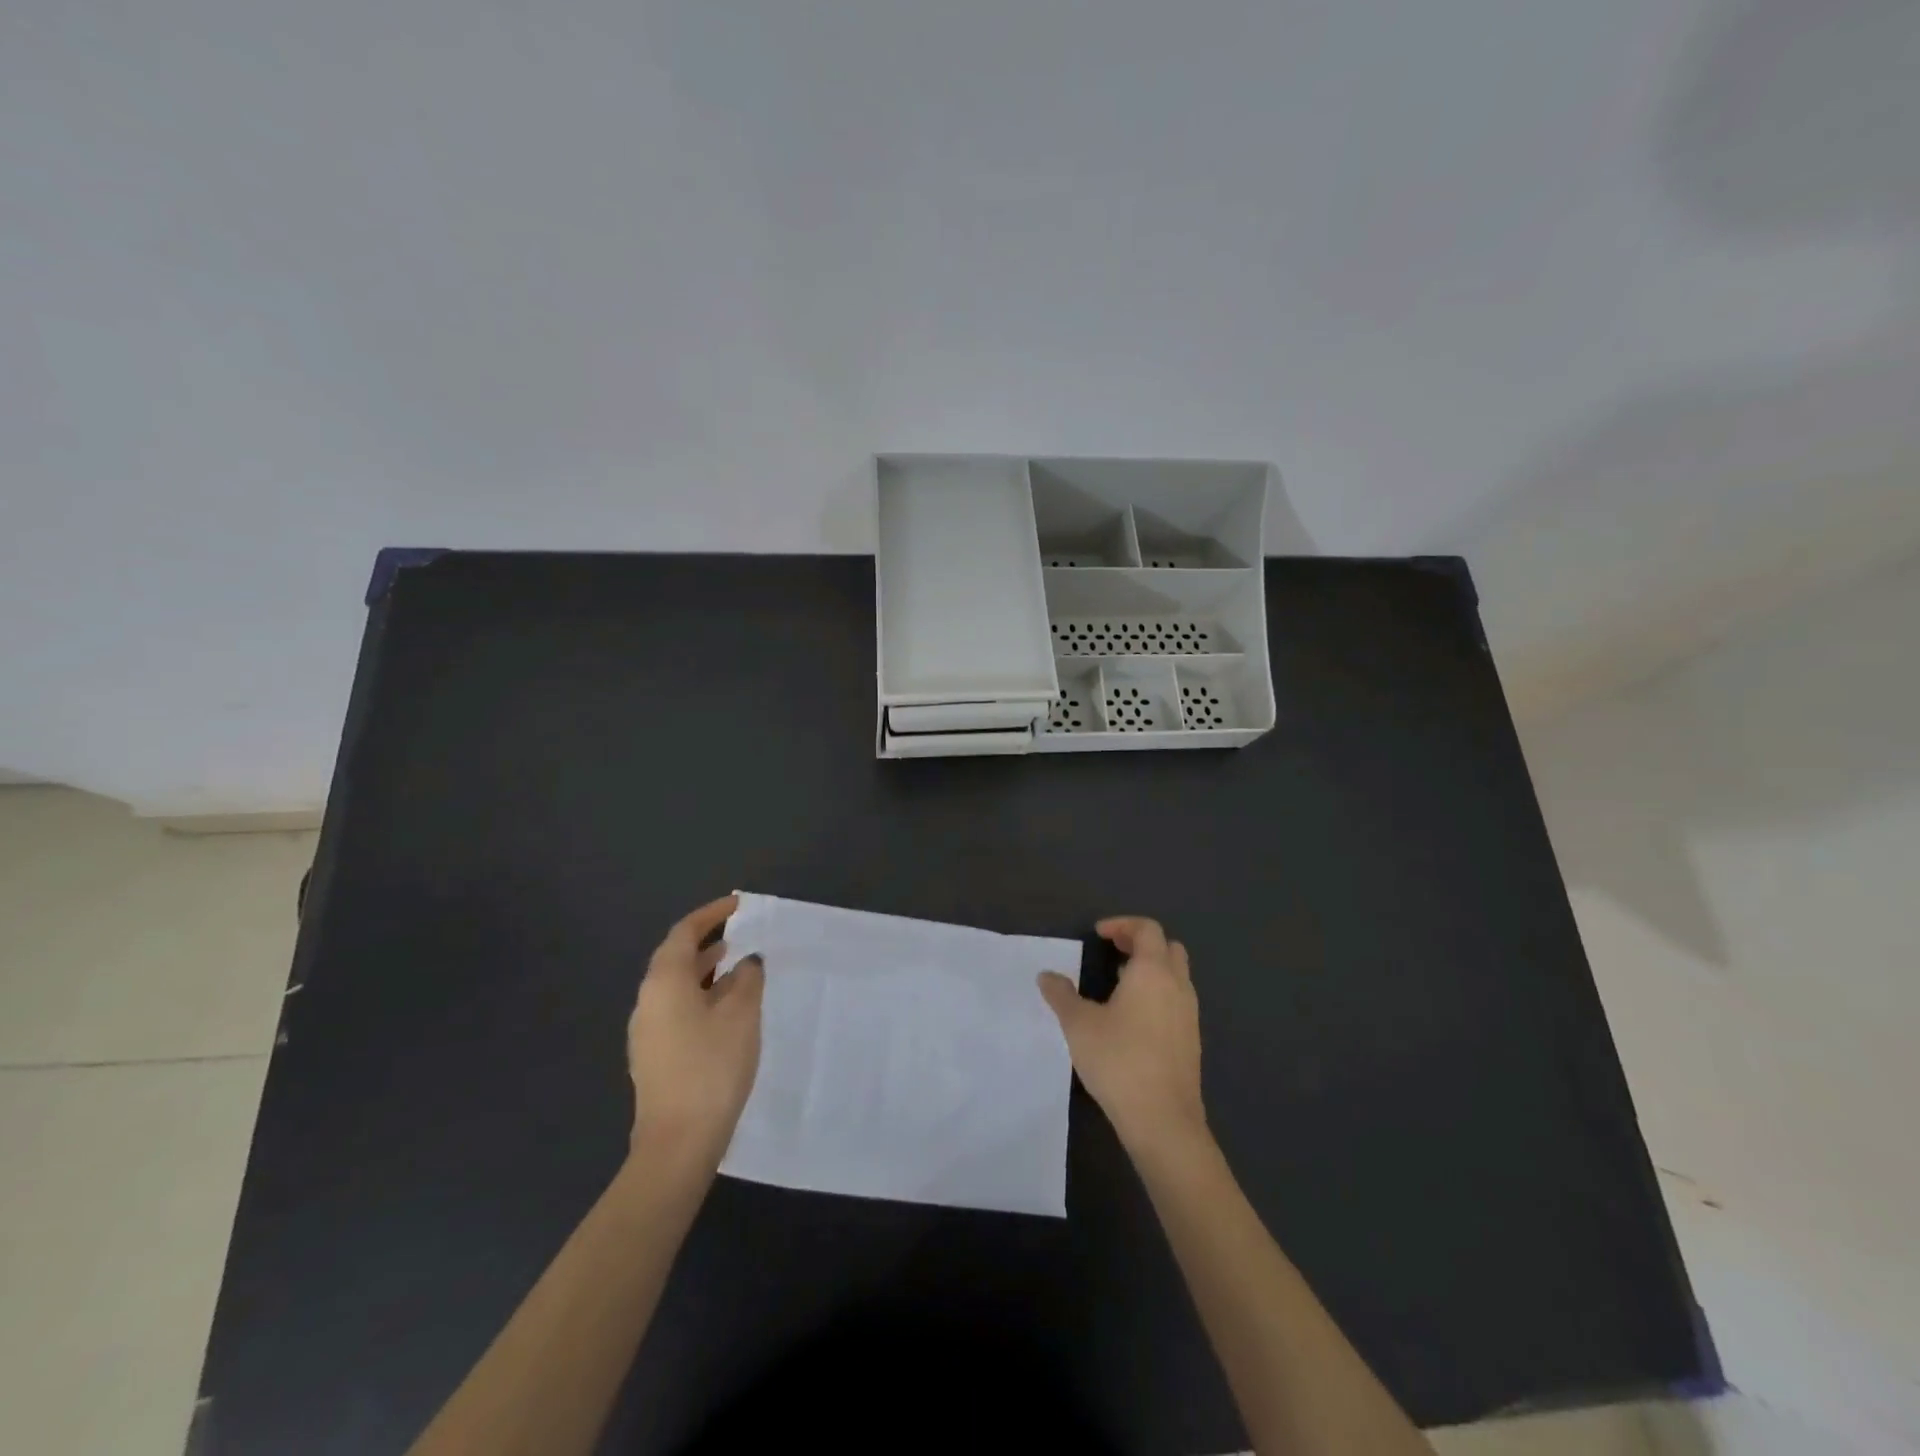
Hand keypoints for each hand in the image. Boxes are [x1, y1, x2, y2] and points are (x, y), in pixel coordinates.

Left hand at [627, 895, 764, 1165]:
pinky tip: (725, 1010)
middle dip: (707, 941)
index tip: (738, 905)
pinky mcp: (654, 1055)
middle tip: (740, 933)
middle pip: (675, 957)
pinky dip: (701, 996)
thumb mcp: (741, 1014)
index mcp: (664, 981)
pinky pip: (677, 1009)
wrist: (677, 1142)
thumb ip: (747, 978)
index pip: (684, 932)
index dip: (711, 914)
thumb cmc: (711, 1067)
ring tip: (737, 966)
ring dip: (705, 970)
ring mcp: (646, 1031)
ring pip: (676, 986)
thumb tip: (747, 961)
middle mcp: (648, 1000)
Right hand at [1039, 916, 1206, 1158]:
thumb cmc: (1119, 1061)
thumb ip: (1061, 995)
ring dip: (1151, 969)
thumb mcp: (1078, 1025)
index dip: (1123, 924)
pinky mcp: (1191, 1040)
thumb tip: (1046, 976)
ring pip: (1176, 975)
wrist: (1163, 1120)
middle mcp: (1177, 986)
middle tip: (1113, 951)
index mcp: (1153, 971)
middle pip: (1168, 947)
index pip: (1148, 929)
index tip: (1099, 934)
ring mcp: (1189, 1014)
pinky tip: (1133, 1017)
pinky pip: (1177, 1000)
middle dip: (1141, 942)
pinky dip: (1158, 993)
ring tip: (1119, 983)